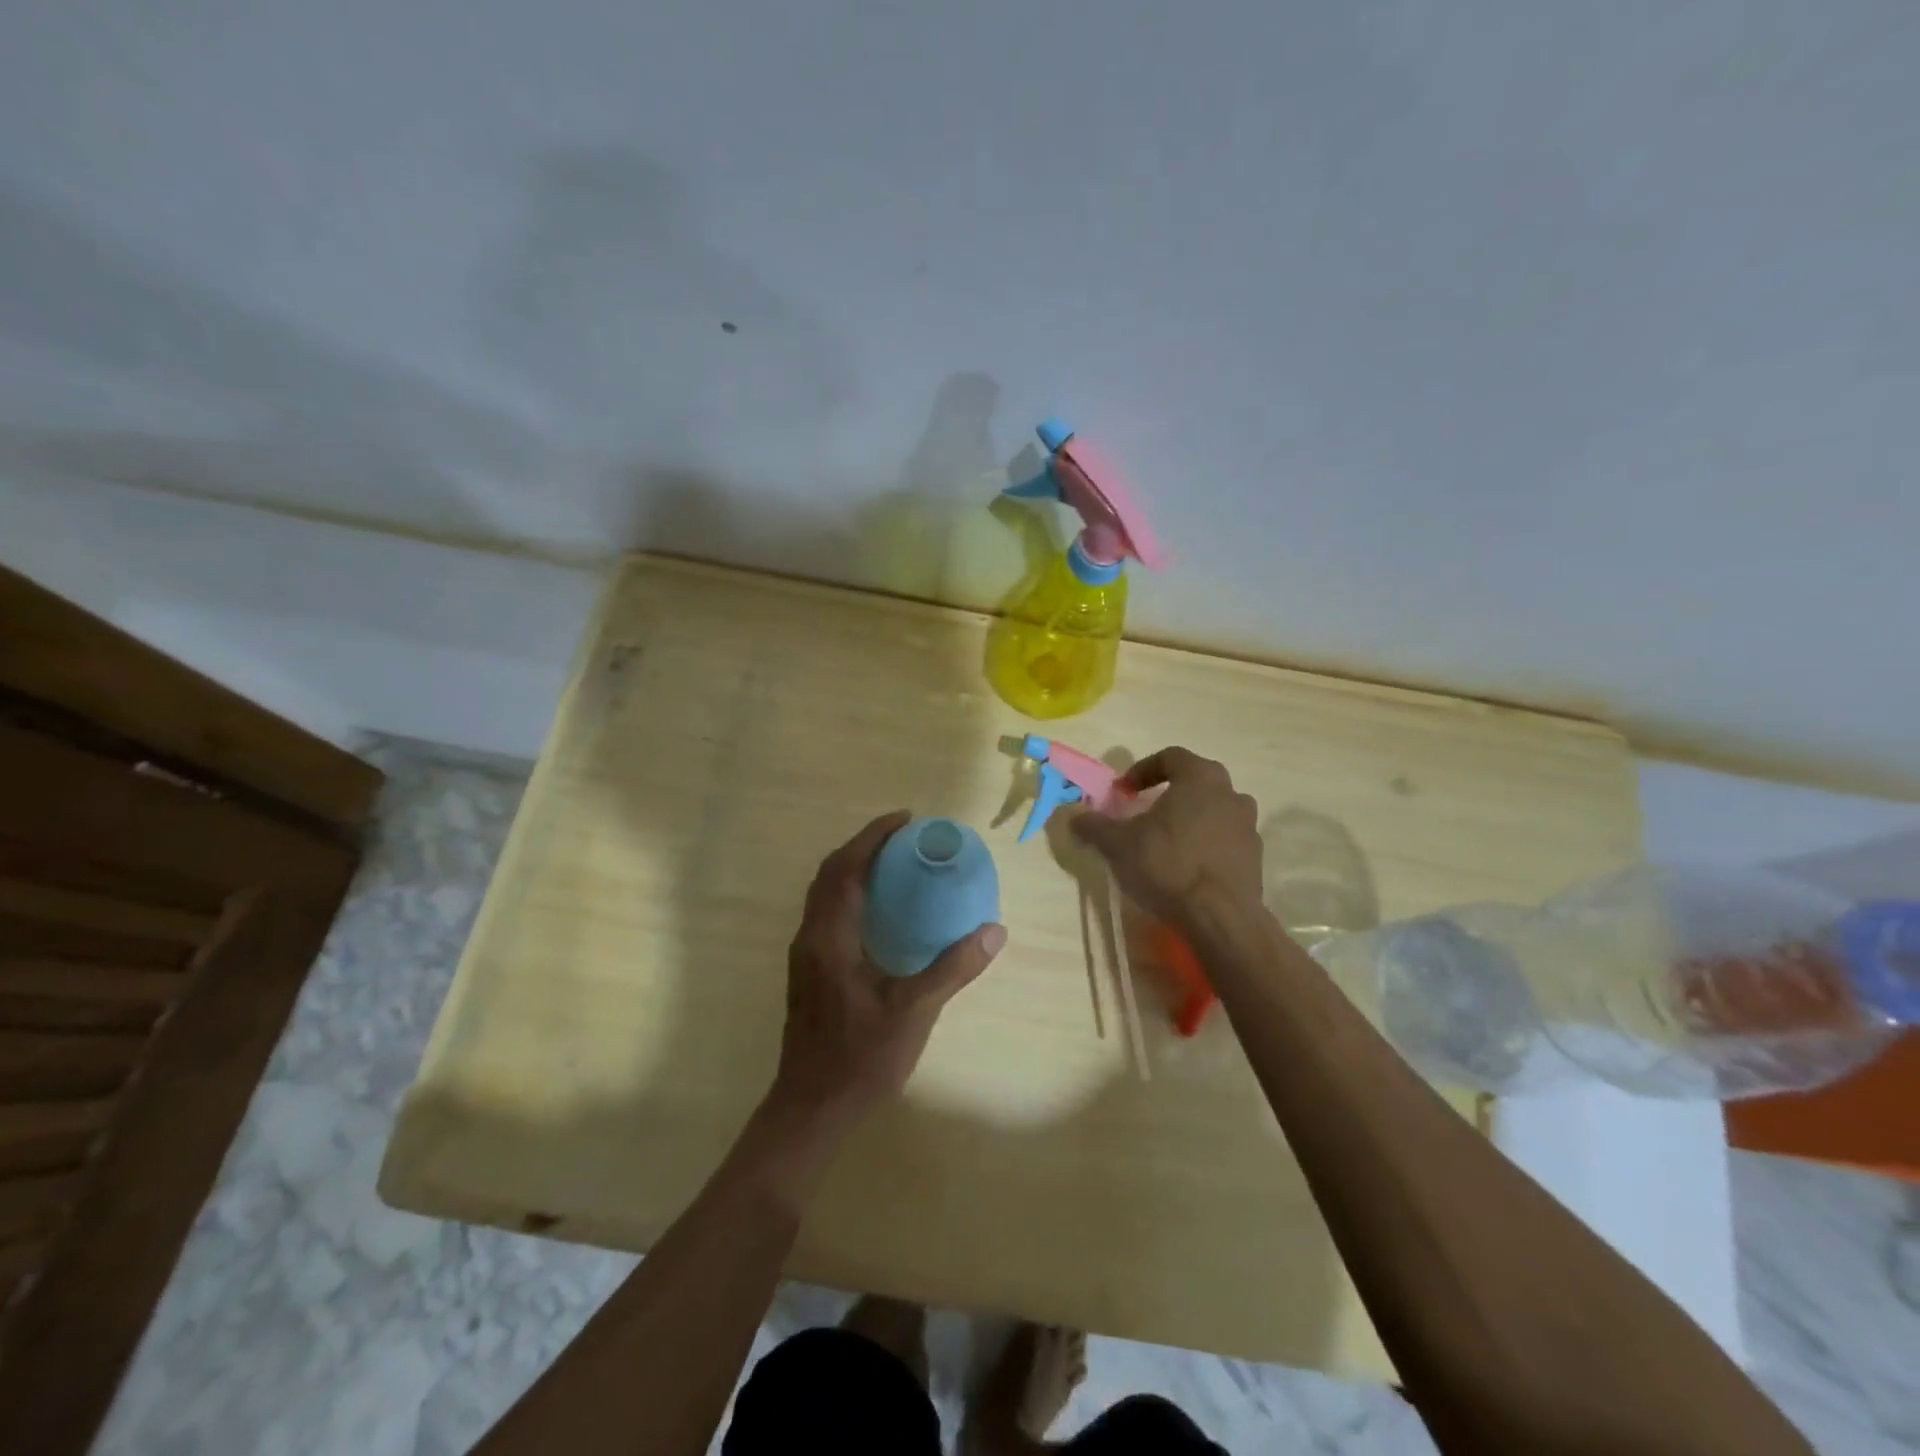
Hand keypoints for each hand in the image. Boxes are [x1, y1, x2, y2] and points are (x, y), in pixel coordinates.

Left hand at [771, 811, 1006, 1124]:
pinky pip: (827, 912)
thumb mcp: (914, 1012)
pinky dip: (850, 893)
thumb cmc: (860, 1059)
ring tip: (894, 863)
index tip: (905, 820)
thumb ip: (953, 968)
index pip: (846, 868)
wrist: (812, 1109)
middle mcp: (810, 936)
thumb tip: (994, 931)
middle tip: (903, 837)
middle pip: (830, 873)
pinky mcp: (808, 971)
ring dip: (854, 868)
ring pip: (824, 893)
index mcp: (829, 937)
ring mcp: (804, 954)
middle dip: (864, 846)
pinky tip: (881, 910)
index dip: (873, 837)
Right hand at [1070, 748, 1262, 926]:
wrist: (1220, 917)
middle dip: (1170, 792)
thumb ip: (1094, 826)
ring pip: (1214, 810)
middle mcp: (1230, 793)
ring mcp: (1248, 825)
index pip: (1171, 756)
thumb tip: (1073, 817)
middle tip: (1146, 811)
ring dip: (1191, 818)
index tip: (1124, 791)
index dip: (1143, 769)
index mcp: (1199, 778)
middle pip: (1197, 780)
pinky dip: (1206, 843)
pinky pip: (1225, 838)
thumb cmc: (1167, 865)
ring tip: (1167, 841)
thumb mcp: (1118, 844)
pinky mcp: (1255, 857)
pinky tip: (1187, 866)